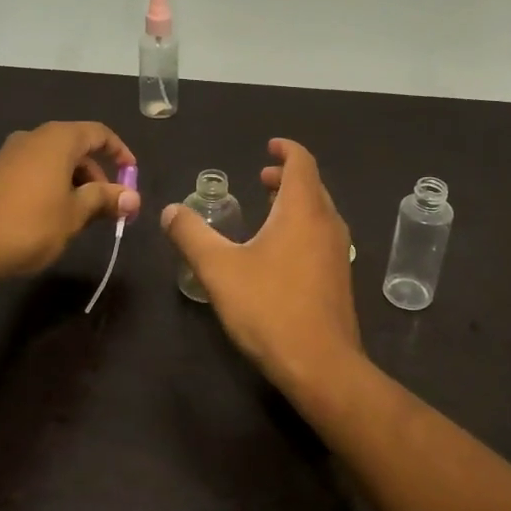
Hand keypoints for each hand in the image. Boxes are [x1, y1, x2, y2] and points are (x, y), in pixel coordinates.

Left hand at [0, 121, 139, 279]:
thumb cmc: (30, 224)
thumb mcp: (75, 214)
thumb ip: (105, 199)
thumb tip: (133, 197)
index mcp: (58, 139)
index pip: (98, 133)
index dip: (120, 152)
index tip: (132, 175)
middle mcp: (34, 137)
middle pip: (77, 147)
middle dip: (98, 175)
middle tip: (111, 207)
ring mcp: (12, 154)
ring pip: (56, 161)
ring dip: (76, 183)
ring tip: (85, 216)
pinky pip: (37, 170)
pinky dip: (54, 185)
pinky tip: (56, 215)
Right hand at [161, 138, 362, 392]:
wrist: (320, 364)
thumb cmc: (269, 308)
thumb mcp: (219, 269)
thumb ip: (191, 235)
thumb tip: (170, 210)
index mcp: (303, 210)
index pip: (302, 162)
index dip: (286, 149)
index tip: (269, 146)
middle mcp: (327, 223)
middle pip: (312, 186)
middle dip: (287, 176)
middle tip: (261, 178)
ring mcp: (339, 252)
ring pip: (319, 212)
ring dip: (296, 202)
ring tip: (268, 209)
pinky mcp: (340, 278)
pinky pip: (322, 236)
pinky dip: (303, 226)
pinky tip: (280, 252)